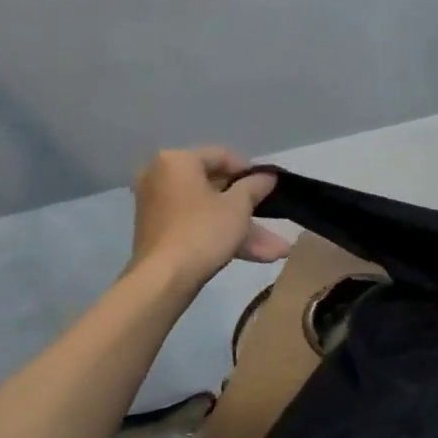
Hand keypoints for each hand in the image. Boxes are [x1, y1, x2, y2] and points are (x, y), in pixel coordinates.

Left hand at [129, 147, 289, 283]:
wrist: (163, 280)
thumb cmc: (203, 231)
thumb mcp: (238, 206)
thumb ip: (255, 186)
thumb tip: (267, 176)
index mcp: (177, 162)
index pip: (221, 156)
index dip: (250, 171)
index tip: (270, 186)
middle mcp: (162, 178)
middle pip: (216, 188)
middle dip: (251, 209)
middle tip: (276, 219)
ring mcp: (159, 208)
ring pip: (211, 213)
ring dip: (245, 230)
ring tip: (278, 251)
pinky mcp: (160, 234)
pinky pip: (198, 227)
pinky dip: (223, 237)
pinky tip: (258, 256)